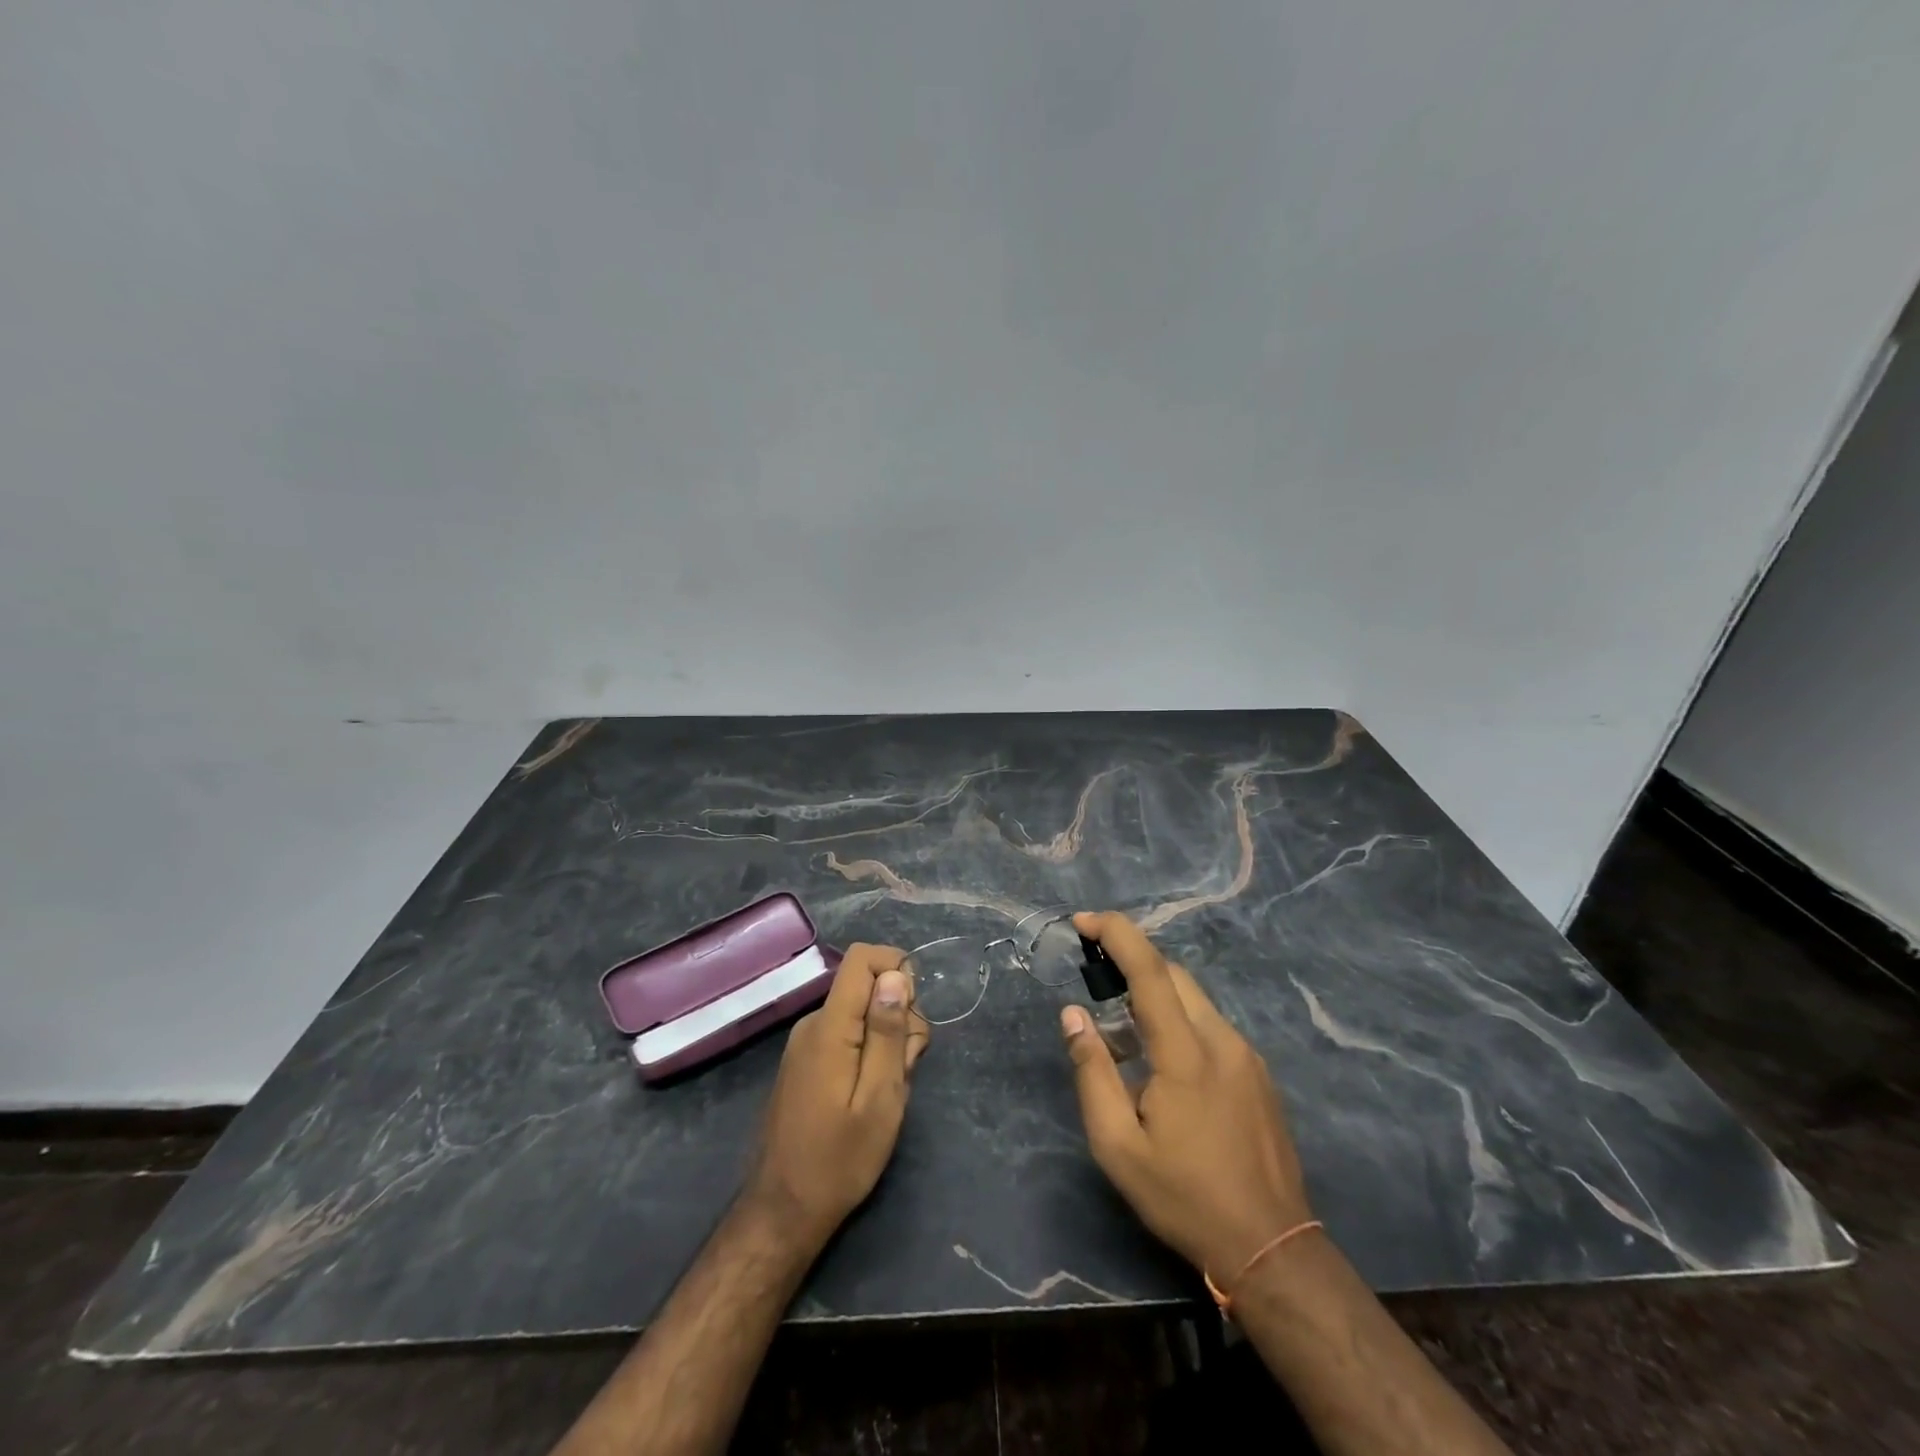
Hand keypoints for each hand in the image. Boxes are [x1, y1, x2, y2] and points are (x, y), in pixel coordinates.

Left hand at [742, 944, 928, 1247]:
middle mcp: (813, 1023)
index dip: (896, 968)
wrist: (783, 1211)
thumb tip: (896, 975)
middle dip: (899, 1016)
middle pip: (867, 987)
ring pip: (861, 1014)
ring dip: (887, 1041)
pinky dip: (869, 1054)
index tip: (915, 1013)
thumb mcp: (880, 1098)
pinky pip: (847, 1036)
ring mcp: (806, 1043)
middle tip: (905, 1070)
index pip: (862, 958)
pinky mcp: (806, 1062)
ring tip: (889, 1092)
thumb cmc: (839, 1159)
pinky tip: (871, 1096)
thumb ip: (888, 1032)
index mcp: (830, 1026)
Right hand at [1062, 911, 1313, 1286]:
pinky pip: (1210, 1024)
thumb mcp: (1118, 1146)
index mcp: (1186, 1054)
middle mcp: (1222, 1040)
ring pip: (1193, 999)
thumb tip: (1073, 1014)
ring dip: (1153, 995)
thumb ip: (1092, 1072)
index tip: (1083, 920)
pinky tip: (1159, 1061)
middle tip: (1093, 975)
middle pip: (1173, 975)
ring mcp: (1246, 1055)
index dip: (1117, 934)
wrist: (1272, 1247)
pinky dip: (1177, 1019)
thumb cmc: (1184, 1197)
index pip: (1150, 971)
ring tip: (1120, 1030)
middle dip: (1131, 960)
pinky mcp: (1257, 1072)